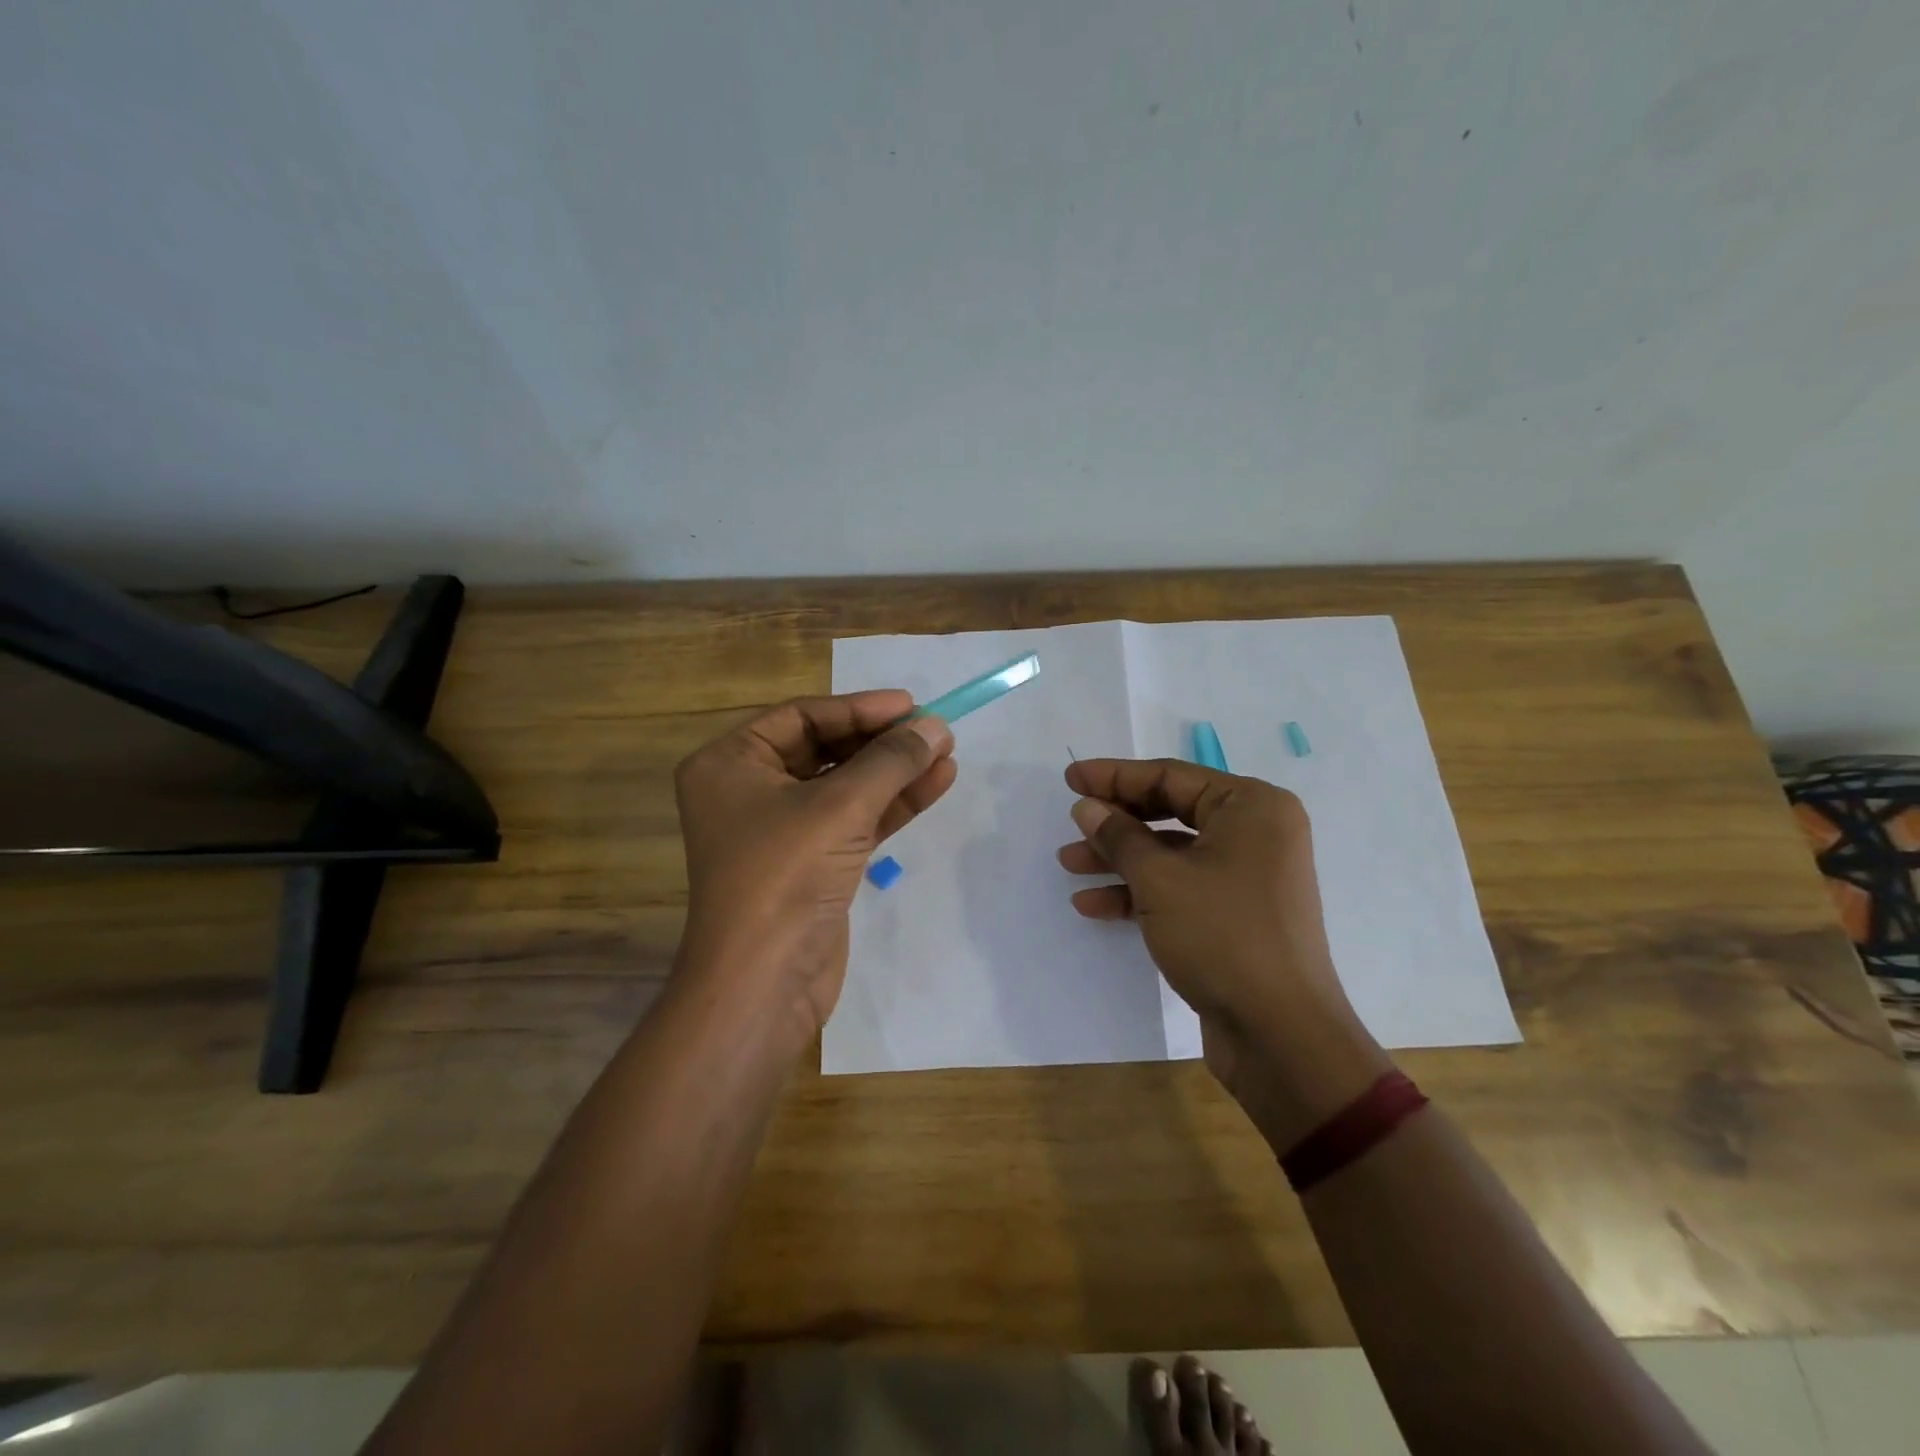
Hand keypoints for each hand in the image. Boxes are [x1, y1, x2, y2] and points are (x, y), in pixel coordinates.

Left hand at [673, 692, 954, 1042]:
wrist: (764, 981)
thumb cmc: (784, 875)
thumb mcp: (839, 806)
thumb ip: (890, 761)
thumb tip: (935, 726)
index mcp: (731, 764)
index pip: (802, 717)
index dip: (859, 709)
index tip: (911, 704)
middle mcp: (750, 791)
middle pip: (826, 750)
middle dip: (882, 741)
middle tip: (934, 730)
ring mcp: (783, 830)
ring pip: (846, 787)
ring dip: (895, 771)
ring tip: (947, 752)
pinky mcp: (812, 864)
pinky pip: (855, 820)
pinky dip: (893, 804)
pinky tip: (936, 784)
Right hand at [1057, 759, 1390, 1143]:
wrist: (1280, 1034)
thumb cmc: (1222, 935)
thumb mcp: (1160, 879)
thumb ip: (1119, 836)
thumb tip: (1087, 807)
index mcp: (1252, 807)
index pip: (1171, 776)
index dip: (1115, 776)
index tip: (1070, 778)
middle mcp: (1255, 833)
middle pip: (1170, 812)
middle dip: (1116, 821)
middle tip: (1071, 823)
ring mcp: (1247, 876)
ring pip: (1171, 853)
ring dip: (1120, 859)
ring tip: (1070, 864)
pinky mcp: (1235, 915)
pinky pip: (1180, 887)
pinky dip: (1140, 892)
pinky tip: (1094, 905)